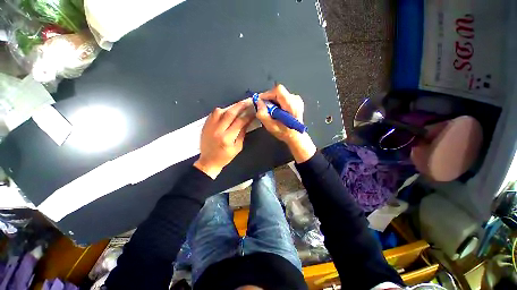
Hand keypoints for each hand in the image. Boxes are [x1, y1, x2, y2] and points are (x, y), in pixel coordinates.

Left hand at [194, 100, 253, 178]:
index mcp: (227, 138)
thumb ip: (242, 134)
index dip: (247, 115)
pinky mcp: (205, 126)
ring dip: (229, 108)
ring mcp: (210, 127)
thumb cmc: (225, 157)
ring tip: (236, 108)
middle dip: (240, 106)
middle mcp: (218, 130)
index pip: (239, 122)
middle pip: (230, 113)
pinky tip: (225, 112)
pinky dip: (220, 111)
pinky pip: (213, 114)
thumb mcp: (237, 147)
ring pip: (219, 111)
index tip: (253, 111)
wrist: (208, 161)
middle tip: (246, 102)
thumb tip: (247, 122)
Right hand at [256, 84, 316, 162]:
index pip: (278, 90)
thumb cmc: (285, 132)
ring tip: (271, 111)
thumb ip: (263, 114)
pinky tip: (276, 111)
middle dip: (269, 99)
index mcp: (291, 105)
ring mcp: (297, 99)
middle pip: (278, 92)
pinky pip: (282, 96)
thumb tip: (258, 102)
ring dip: (272, 101)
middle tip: (264, 108)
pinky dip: (276, 102)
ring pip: (279, 94)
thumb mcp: (271, 126)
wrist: (295, 135)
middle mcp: (296, 100)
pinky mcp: (296, 100)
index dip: (267, 94)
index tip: (260, 101)